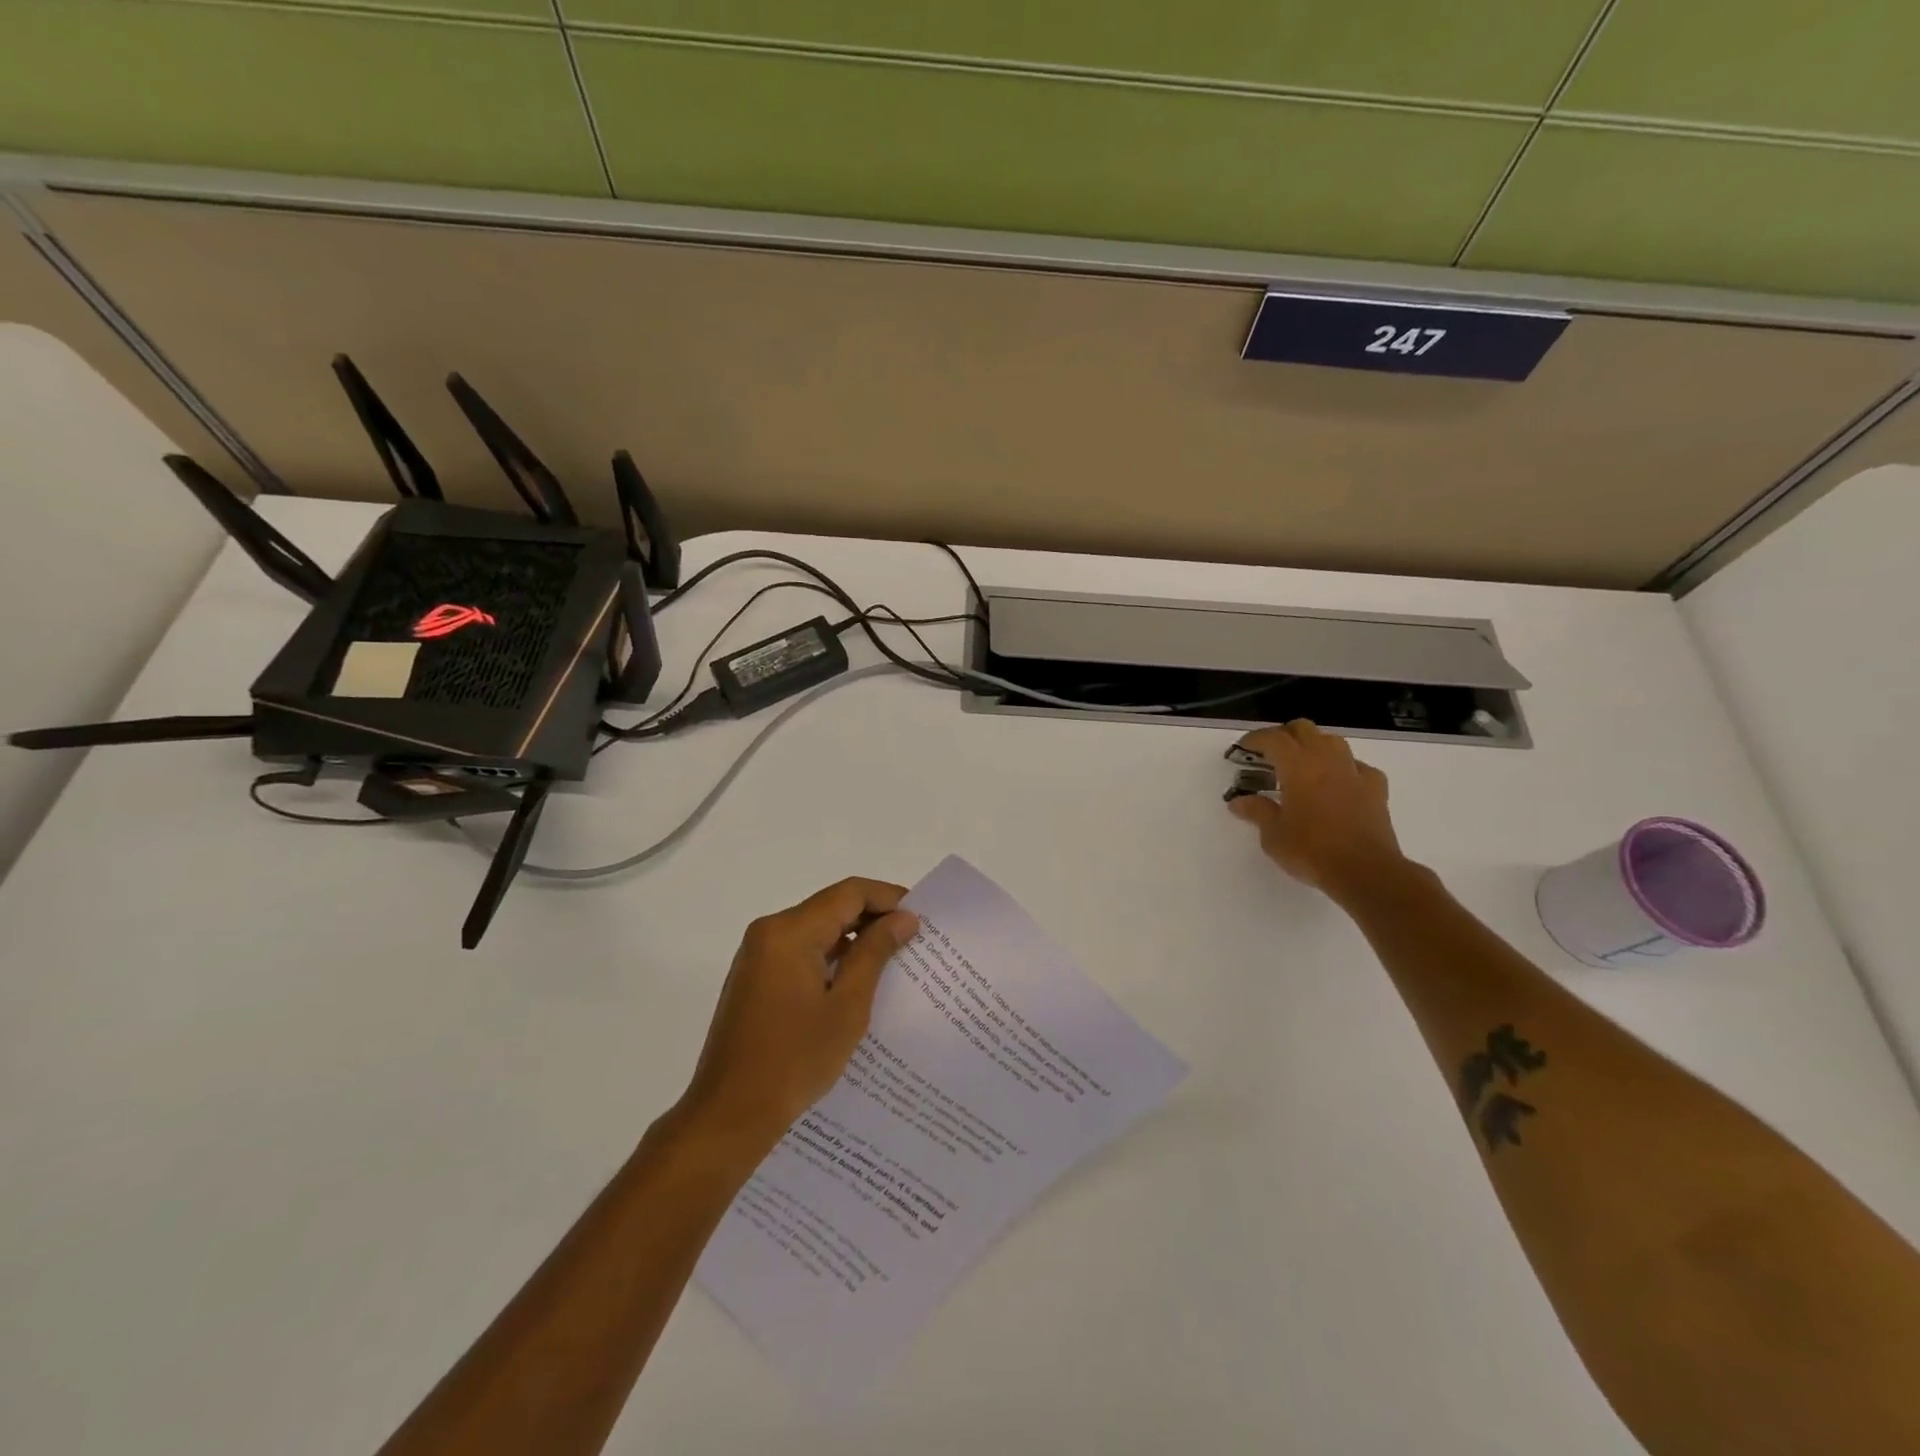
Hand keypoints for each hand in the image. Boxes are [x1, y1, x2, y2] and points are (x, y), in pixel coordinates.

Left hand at [677, 877, 918, 1154]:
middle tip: (913, 939)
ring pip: (816, 928)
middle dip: (873, 917)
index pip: (848, 893)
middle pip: (831, 906)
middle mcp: (769, 931)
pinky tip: (856, 979)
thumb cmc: (794, 1060)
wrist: (729, 1114)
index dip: (888, 897)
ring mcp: (758, 954)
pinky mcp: (755, 976)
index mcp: (789, 931)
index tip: (921, 917)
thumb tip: (905, 918)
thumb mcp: (847, 1006)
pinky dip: (830, 956)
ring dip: (853, 938)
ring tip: (893, 960)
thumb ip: (875, 953)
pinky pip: (800, 950)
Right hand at [1227, 720, 1408, 902]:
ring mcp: (1354, 772)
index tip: (1243, 748)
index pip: (1273, 738)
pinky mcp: (1376, 789)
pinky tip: (1338, 783)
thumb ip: (1257, 812)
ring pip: (1333, 741)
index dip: (1255, 739)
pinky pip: (1358, 766)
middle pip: (1304, 729)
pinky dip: (1344, 768)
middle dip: (1284, 735)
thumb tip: (1239, 802)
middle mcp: (1327, 761)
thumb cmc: (1311, 851)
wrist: (1365, 871)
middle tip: (1269, 753)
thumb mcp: (1273, 835)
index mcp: (1298, 767)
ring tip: (1302, 765)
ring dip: (1314, 745)